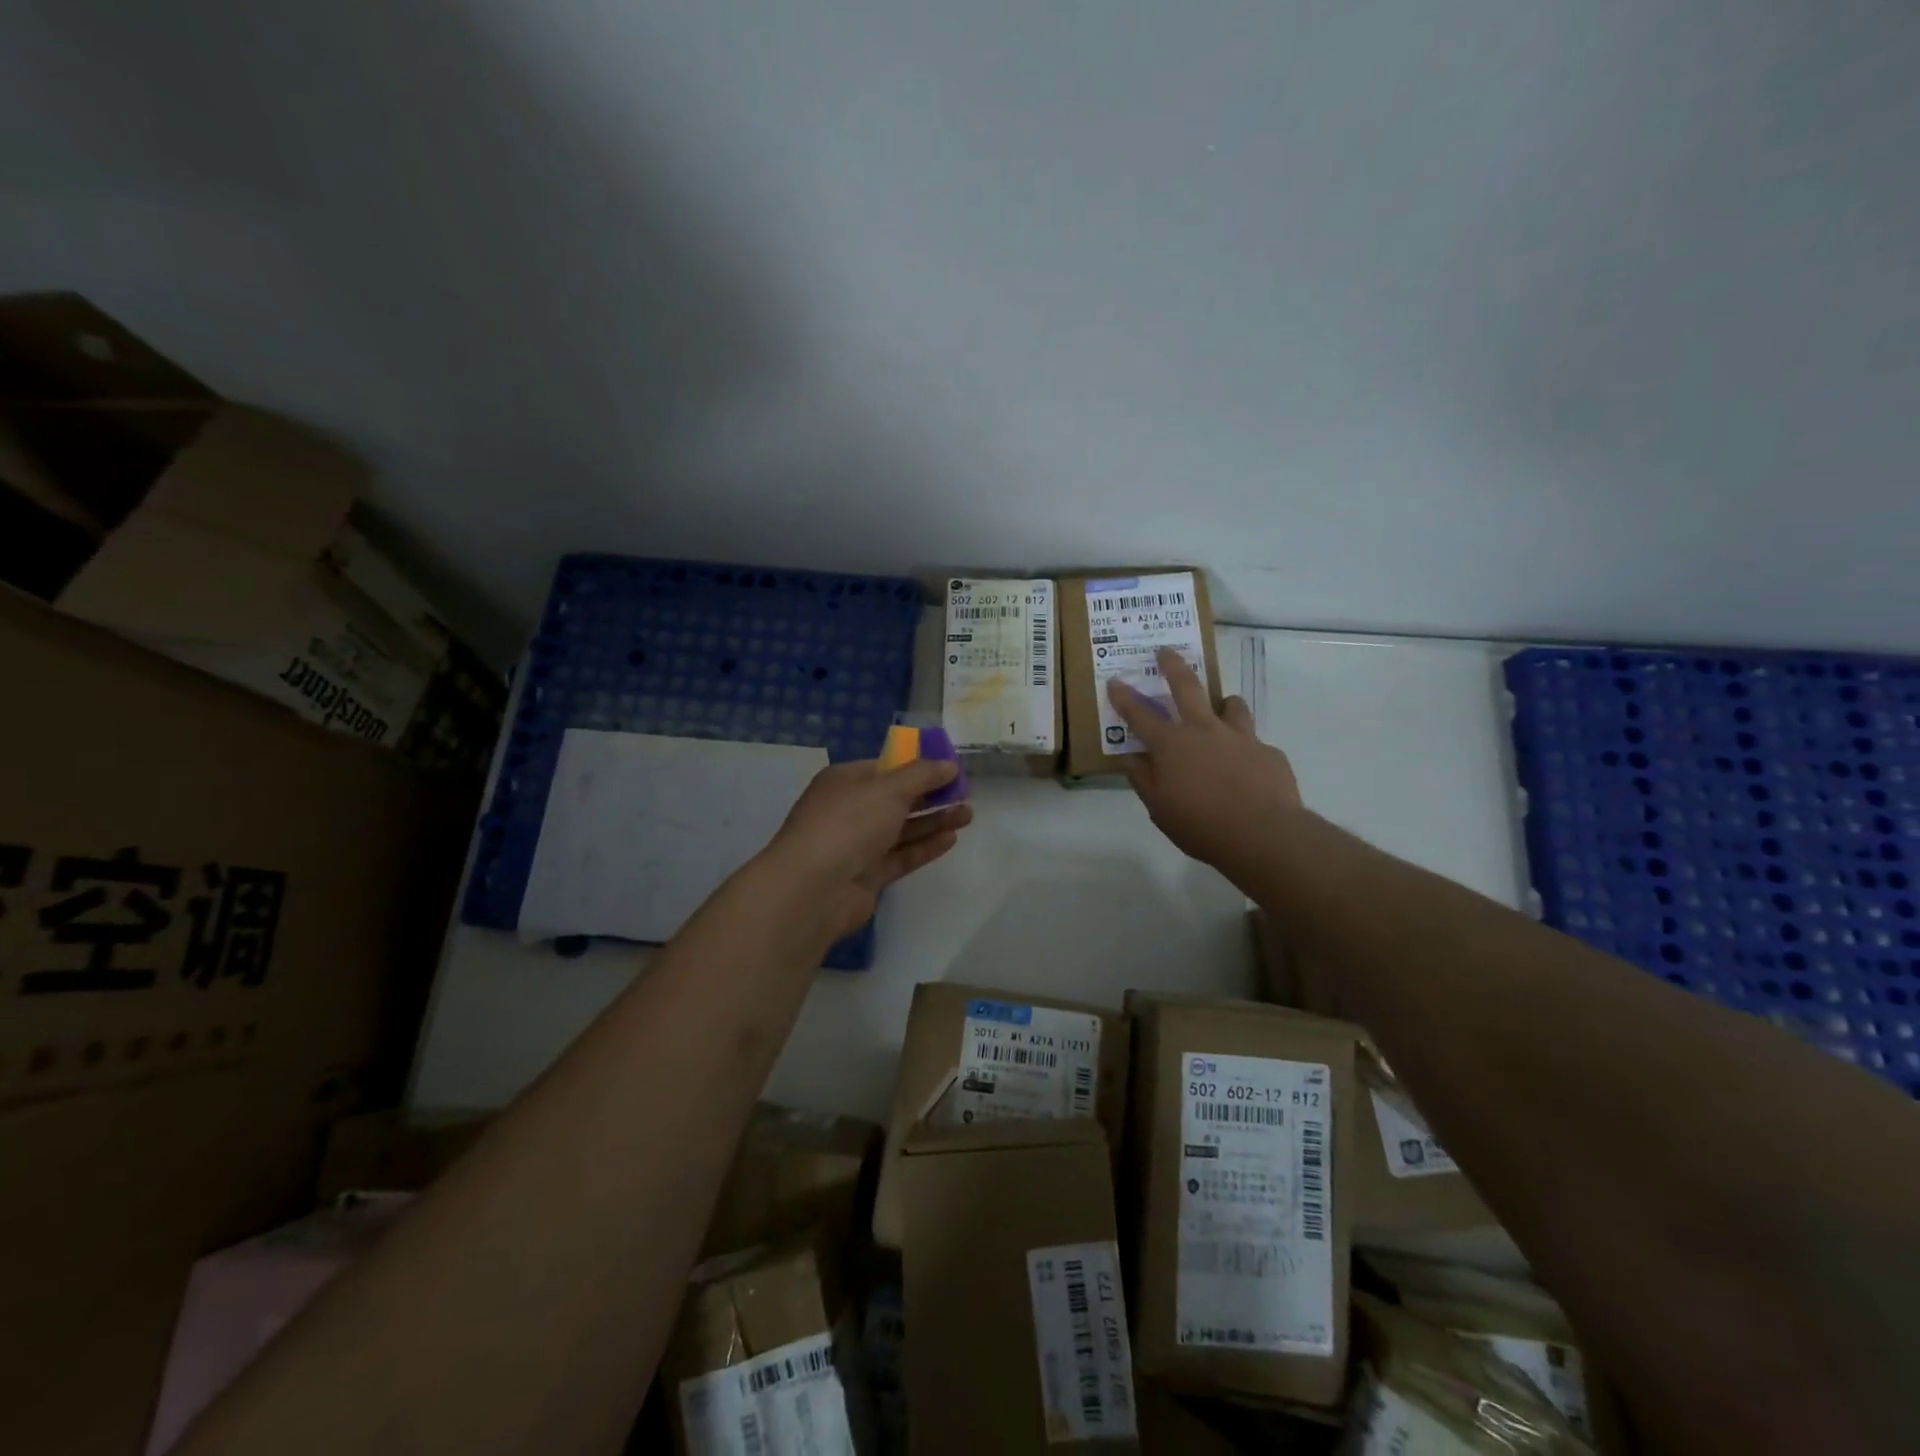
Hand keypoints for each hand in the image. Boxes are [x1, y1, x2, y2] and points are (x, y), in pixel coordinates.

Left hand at [750, 758, 973, 946]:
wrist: (814, 888)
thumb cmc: (848, 823)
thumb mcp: (888, 788)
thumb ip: (922, 775)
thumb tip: (949, 765)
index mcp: (845, 781)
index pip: (886, 768)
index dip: (918, 767)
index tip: (950, 769)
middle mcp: (850, 809)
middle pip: (896, 798)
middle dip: (931, 795)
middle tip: (966, 794)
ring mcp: (857, 845)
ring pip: (902, 828)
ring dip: (934, 820)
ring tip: (968, 815)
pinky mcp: (868, 875)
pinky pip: (901, 856)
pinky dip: (924, 847)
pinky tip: (950, 839)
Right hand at [1107, 647, 1303, 879]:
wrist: (1263, 834)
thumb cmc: (1200, 824)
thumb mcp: (1159, 809)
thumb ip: (1144, 780)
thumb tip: (1131, 758)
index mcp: (1172, 745)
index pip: (1140, 714)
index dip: (1125, 697)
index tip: (1115, 681)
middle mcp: (1204, 731)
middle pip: (1187, 687)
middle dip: (1173, 666)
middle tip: (1166, 651)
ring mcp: (1240, 737)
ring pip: (1231, 705)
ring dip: (1223, 703)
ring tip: (1222, 708)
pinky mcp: (1268, 752)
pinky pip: (1254, 742)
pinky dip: (1246, 749)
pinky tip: (1248, 768)